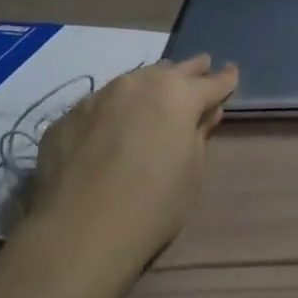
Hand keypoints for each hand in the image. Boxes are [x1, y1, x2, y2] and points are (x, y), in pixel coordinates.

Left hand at [25, 54, 237, 273]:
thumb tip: (205, 113)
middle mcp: (137, 85)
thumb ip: (199, 135)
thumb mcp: (192, 172)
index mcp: (177, 95)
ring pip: (130, 83)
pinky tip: (110, 131)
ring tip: (155, 95)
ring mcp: (96, 98)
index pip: (211, 82)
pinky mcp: (65, 119)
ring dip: (147, 87)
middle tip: (200, 66)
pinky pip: (98, 109)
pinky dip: (111, 114)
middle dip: (188, 71)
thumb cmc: (154, 204)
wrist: (80, 232)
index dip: (225, 79)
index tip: (232, 73)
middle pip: (170, 71)